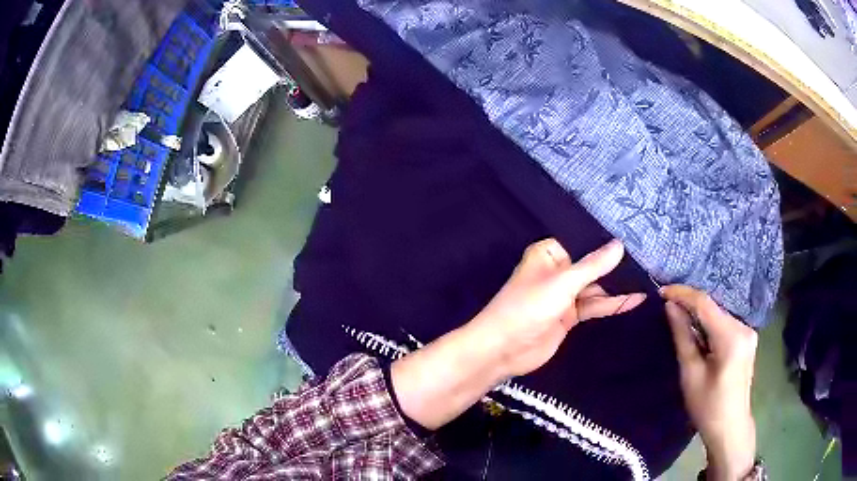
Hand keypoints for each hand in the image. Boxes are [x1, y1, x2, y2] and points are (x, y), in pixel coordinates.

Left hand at [472, 238, 646, 376]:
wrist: (503, 350)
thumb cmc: (528, 308)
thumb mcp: (563, 283)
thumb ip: (593, 266)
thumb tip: (620, 245)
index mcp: (549, 254)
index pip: (582, 241)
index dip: (606, 240)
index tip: (635, 234)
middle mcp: (558, 271)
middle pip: (591, 265)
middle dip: (616, 265)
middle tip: (648, 258)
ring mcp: (564, 295)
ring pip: (595, 287)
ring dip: (617, 287)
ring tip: (647, 279)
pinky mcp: (569, 316)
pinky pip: (594, 306)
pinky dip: (612, 305)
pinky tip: (634, 300)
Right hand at [660, 285, 757, 480]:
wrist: (730, 428)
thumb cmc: (707, 407)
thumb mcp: (690, 374)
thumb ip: (682, 337)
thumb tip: (670, 307)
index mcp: (731, 337)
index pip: (705, 303)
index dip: (682, 294)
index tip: (661, 291)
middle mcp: (744, 327)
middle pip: (713, 307)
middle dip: (690, 304)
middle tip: (667, 305)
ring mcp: (748, 332)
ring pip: (718, 314)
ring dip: (699, 315)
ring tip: (678, 318)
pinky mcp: (747, 339)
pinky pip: (724, 323)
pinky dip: (709, 324)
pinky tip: (697, 332)